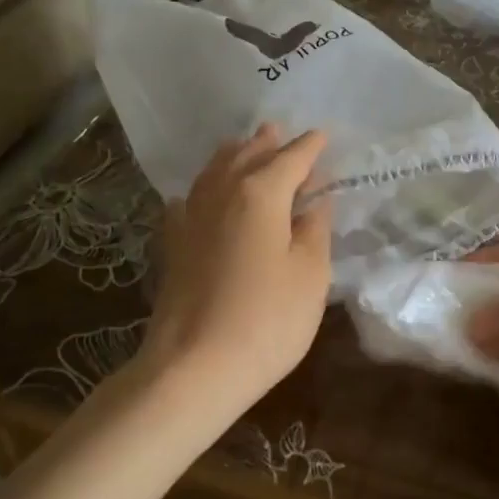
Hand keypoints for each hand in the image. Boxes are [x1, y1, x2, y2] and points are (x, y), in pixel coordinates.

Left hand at [139, 126, 332, 407]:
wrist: (194, 367)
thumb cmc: (267, 320)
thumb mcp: (310, 275)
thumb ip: (315, 231)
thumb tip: (314, 202)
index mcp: (260, 194)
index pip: (291, 159)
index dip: (310, 147)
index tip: (324, 135)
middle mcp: (221, 194)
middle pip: (247, 156)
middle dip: (267, 143)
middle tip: (281, 131)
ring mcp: (191, 218)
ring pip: (213, 172)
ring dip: (234, 156)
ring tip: (245, 146)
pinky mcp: (174, 245)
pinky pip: (190, 199)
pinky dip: (204, 188)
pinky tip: (202, 196)